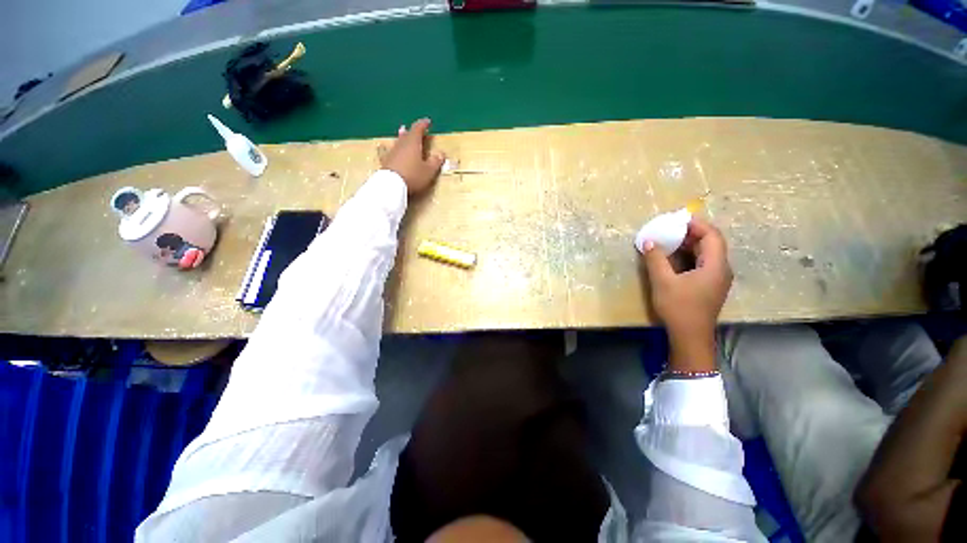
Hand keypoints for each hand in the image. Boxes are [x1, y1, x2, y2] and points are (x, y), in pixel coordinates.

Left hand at [377, 118, 444, 195]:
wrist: (391, 185)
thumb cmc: (413, 175)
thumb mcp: (428, 171)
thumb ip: (435, 162)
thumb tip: (441, 153)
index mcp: (413, 143)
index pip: (418, 129)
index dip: (423, 124)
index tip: (427, 121)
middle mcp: (401, 144)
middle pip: (406, 134)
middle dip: (412, 131)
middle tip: (416, 129)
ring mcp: (392, 152)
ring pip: (398, 141)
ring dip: (402, 138)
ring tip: (403, 134)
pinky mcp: (386, 161)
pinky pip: (391, 151)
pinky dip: (395, 149)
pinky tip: (389, 150)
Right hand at [641, 216, 732, 369]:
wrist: (690, 337)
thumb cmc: (679, 308)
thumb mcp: (663, 281)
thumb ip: (656, 259)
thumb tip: (649, 241)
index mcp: (715, 266)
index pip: (712, 236)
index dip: (696, 224)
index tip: (677, 220)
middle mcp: (721, 270)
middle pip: (711, 243)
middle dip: (691, 233)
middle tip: (670, 229)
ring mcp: (716, 279)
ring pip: (707, 254)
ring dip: (689, 245)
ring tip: (668, 241)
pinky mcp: (709, 286)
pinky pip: (702, 263)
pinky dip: (689, 256)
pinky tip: (673, 258)